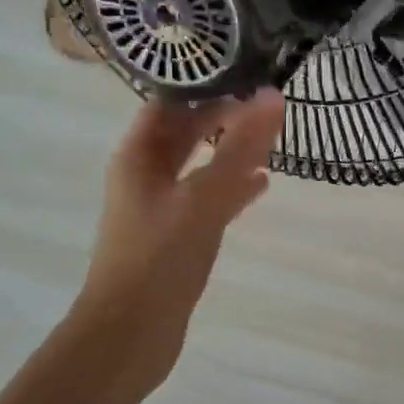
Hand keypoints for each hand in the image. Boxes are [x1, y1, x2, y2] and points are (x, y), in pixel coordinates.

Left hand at [74, 91, 284, 366]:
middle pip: (186, 131)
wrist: (129, 335)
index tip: (248, 67)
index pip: (171, 100)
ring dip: (231, 150)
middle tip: (269, 101)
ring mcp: (161, 206)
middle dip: (224, 116)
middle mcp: (146, 174)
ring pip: (200, 165)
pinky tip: (262, 185)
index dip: (205, 82)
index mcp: (139, 155)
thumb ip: (239, 148)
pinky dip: (232, 187)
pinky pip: (207, 198)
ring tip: (273, 138)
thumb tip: (273, 95)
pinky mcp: (176, 235)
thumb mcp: (203, 198)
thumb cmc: (159, 259)